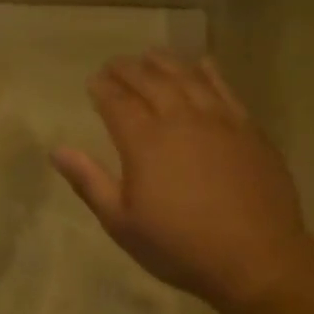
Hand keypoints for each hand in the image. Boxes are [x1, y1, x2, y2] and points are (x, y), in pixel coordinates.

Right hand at [52, 50, 310, 307]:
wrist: (255, 258)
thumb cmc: (178, 246)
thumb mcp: (121, 222)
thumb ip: (89, 182)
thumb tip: (58, 151)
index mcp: (144, 142)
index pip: (117, 103)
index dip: (102, 89)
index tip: (93, 80)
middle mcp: (180, 120)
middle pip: (151, 82)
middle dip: (129, 70)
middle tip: (115, 64)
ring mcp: (219, 121)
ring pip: (188, 78)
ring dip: (166, 63)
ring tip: (151, 55)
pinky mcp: (249, 130)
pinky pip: (226, 89)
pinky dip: (210, 72)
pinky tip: (203, 64)